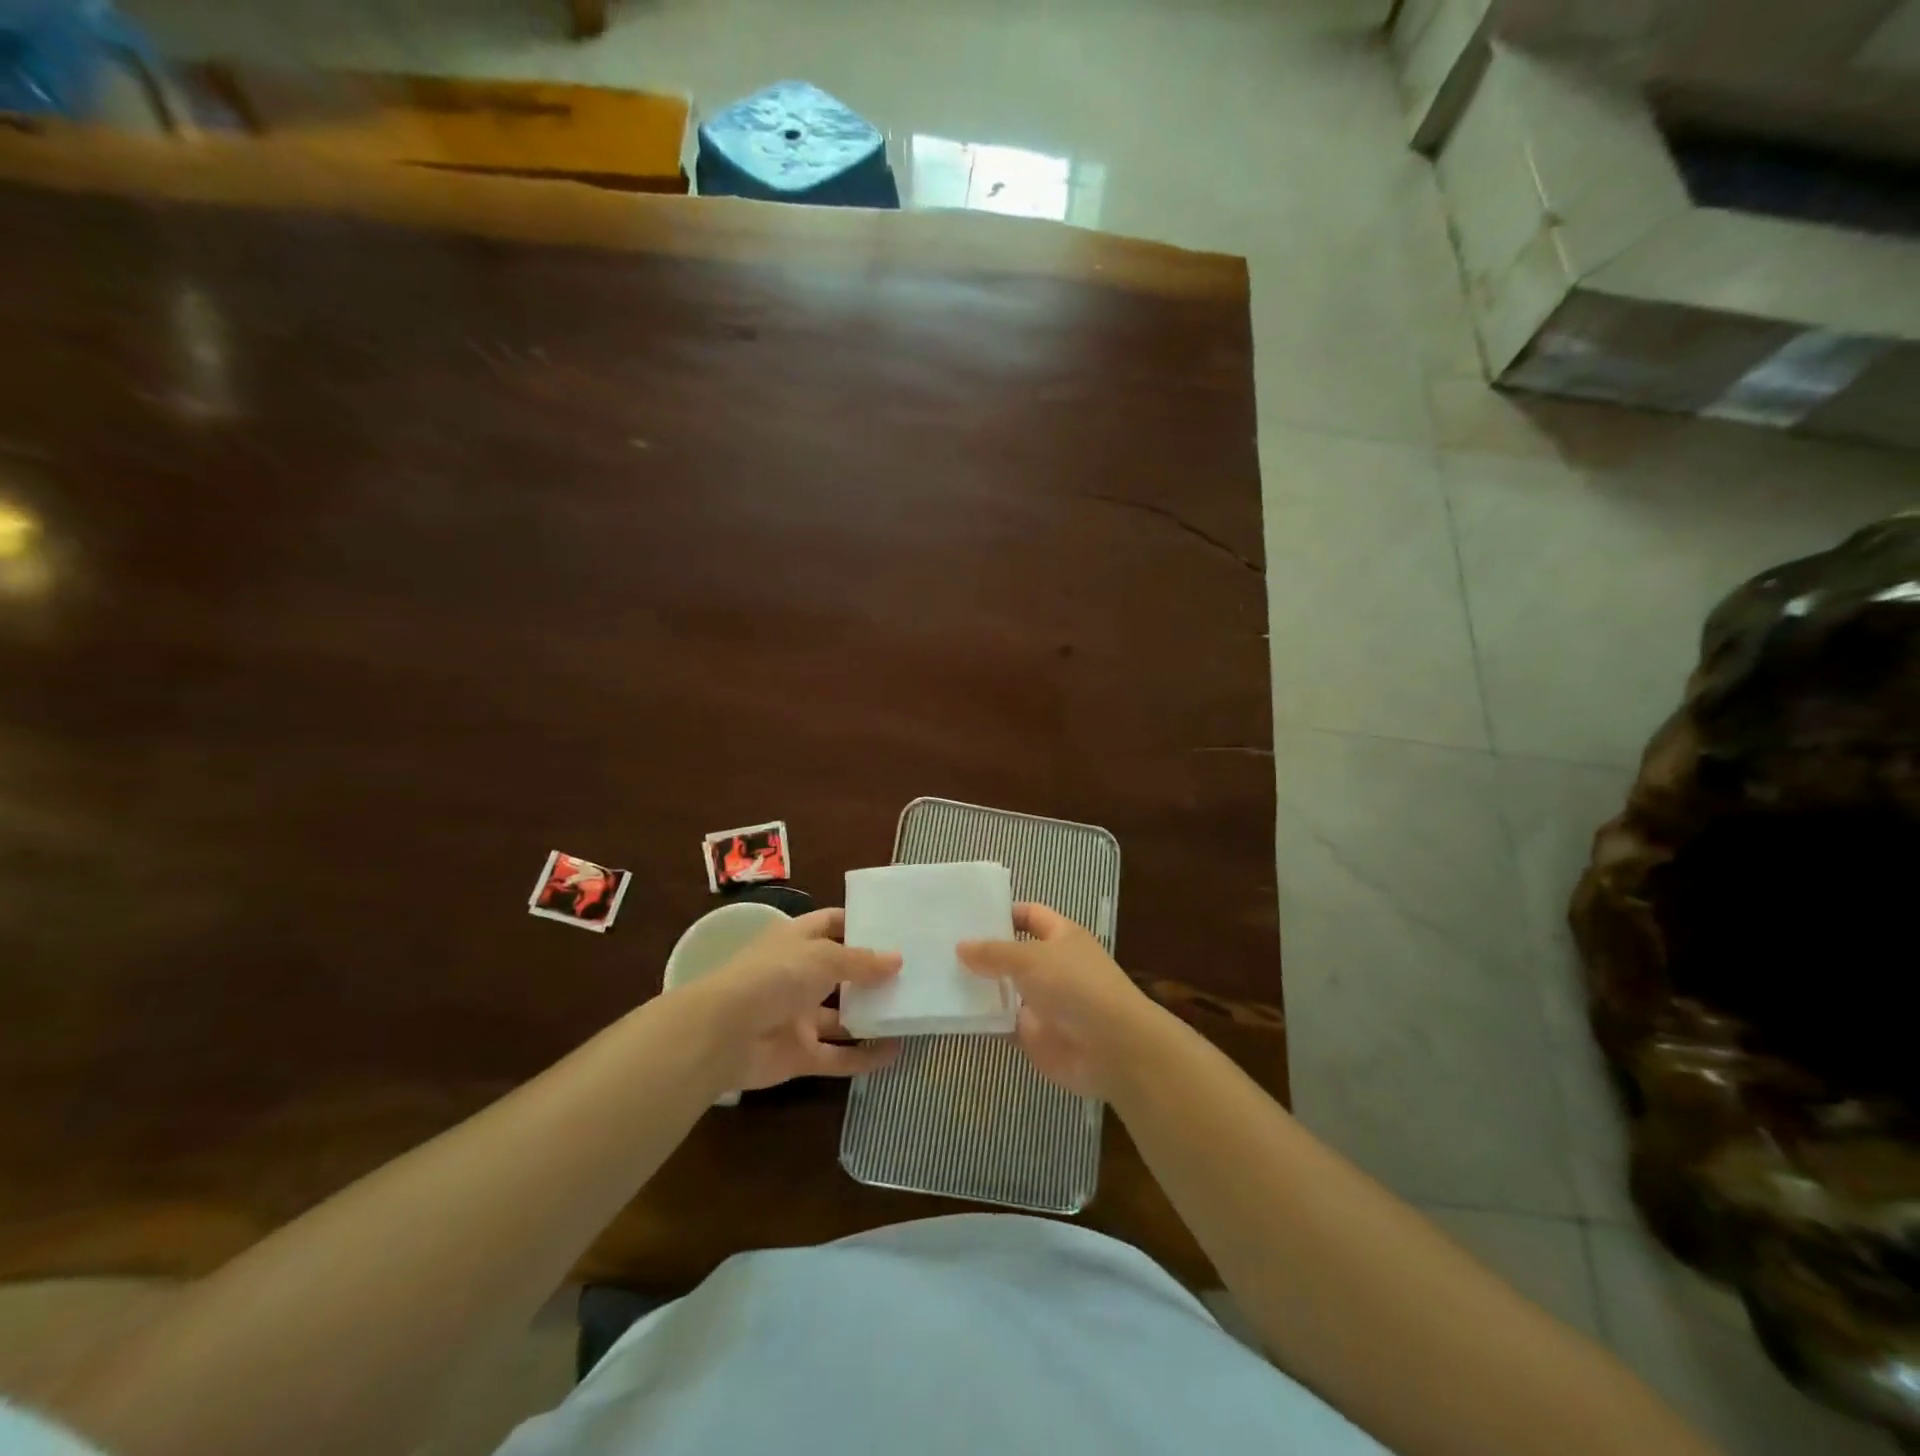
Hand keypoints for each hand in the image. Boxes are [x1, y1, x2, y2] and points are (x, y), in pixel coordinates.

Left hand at [682, 908, 901, 1091]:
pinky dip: (863, 1056)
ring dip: (871, 1016)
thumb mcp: (823, 957)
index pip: (831, 924)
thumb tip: (897, 960)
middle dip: (872, 974)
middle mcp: (798, 975)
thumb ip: (861, 961)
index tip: (895, 928)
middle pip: (840, 972)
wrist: (723, 1034)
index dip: (859, 924)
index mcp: (797, 941)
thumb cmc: (773, 977)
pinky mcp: (799, 1054)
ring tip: (911, 1012)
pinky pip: (837, 1055)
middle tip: (914, 973)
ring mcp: (798, 1017)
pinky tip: (895, 1052)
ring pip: (841, 1016)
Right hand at [958, 902, 1161, 1099]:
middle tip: (939, 945)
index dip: (1002, 912)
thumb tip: (961, 946)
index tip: (967, 915)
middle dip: (982, 951)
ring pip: (1004, 988)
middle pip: (1012, 953)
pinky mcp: (1033, 1034)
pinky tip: (951, 1012)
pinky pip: (1001, 1022)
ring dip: (978, 985)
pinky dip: (981, 1019)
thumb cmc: (1075, 986)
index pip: (1029, 915)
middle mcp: (1052, 965)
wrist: (1111, 1048)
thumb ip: (993, 953)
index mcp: (1061, 936)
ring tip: (936, 975)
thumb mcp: (1030, 958)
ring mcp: (1042, 1002)